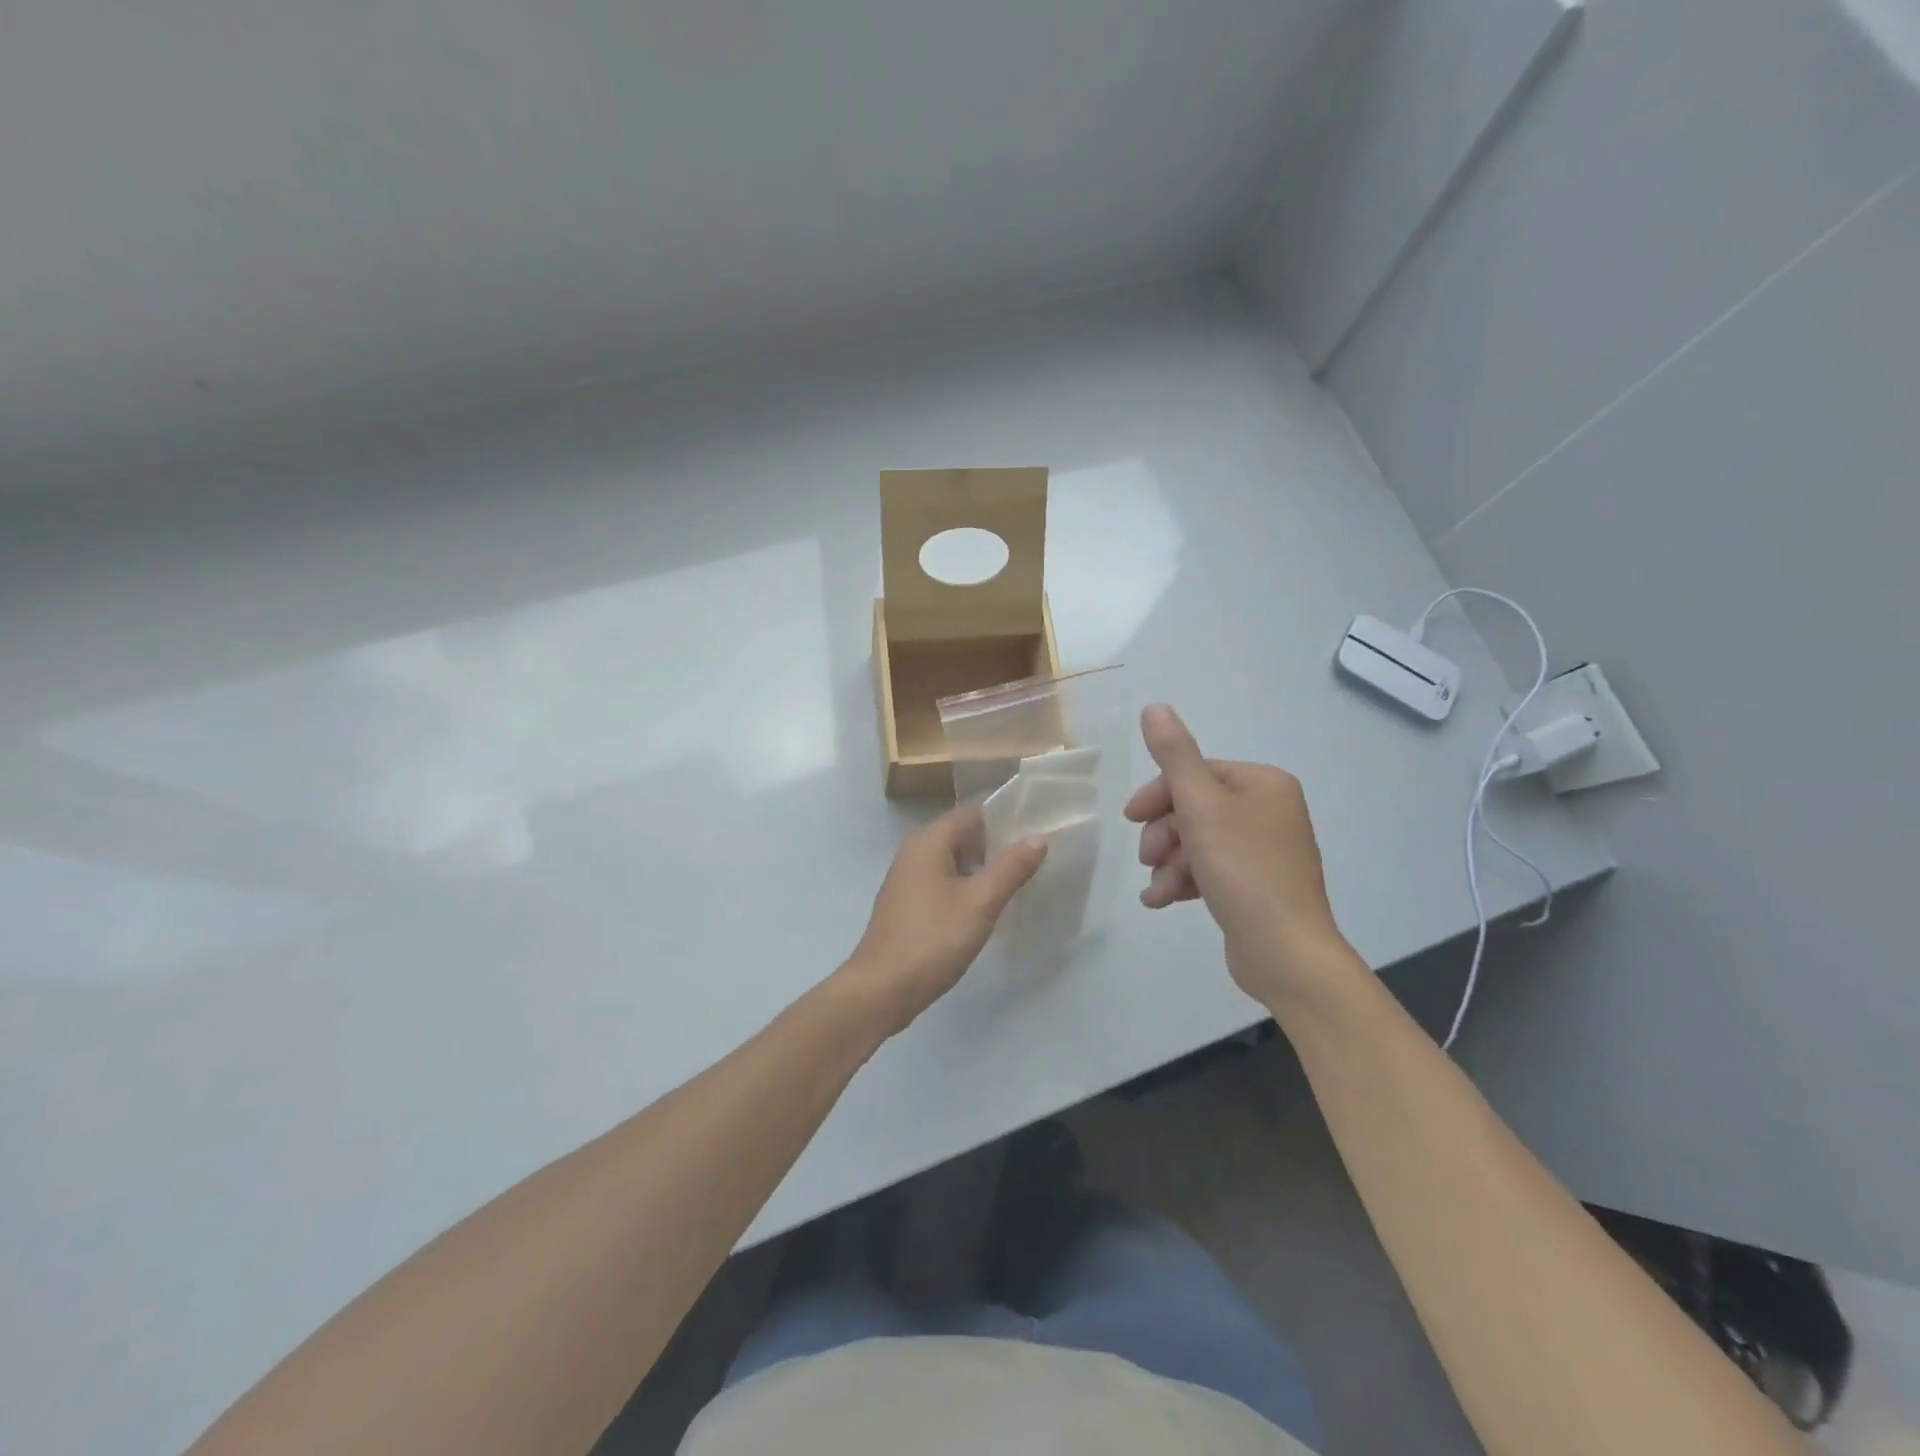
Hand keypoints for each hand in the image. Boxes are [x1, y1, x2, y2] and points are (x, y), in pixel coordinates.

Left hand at [839, 803, 1046, 1035]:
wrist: (881, 989)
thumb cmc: (932, 939)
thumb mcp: (980, 903)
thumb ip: (1011, 867)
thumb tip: (1038, 837)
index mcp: (930, 840)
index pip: (975, 810)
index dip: (1008, 812)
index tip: (1042, 820)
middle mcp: (916, 850)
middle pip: (965, 833)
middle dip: (1000, 840)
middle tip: (1041, 851)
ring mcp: (910, 877)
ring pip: (956, 859)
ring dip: (986, 865)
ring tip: (1025, 874)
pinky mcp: (910, 903)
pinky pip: (946, 880)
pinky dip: (969, 884)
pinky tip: (992, 902)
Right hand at [1124, 704, 1357, 1002]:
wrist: (1285, 952)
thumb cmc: (1243, 870)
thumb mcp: (1201, 806)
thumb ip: (1174, 755)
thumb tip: (1154, 707)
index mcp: (1263, 784)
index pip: (1197, 773)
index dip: (1159, 794)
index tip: (1131, 819)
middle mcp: (1269, 810)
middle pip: (1195, 808)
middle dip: (1164, 834)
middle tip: (1147, 858)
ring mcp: (1265, 850)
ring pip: (1198, 842)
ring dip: (1169, 863)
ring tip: (1157, 889)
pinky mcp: (1256, 886)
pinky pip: (1210, 870)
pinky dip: (1184, 881)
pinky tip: (1162, 901)